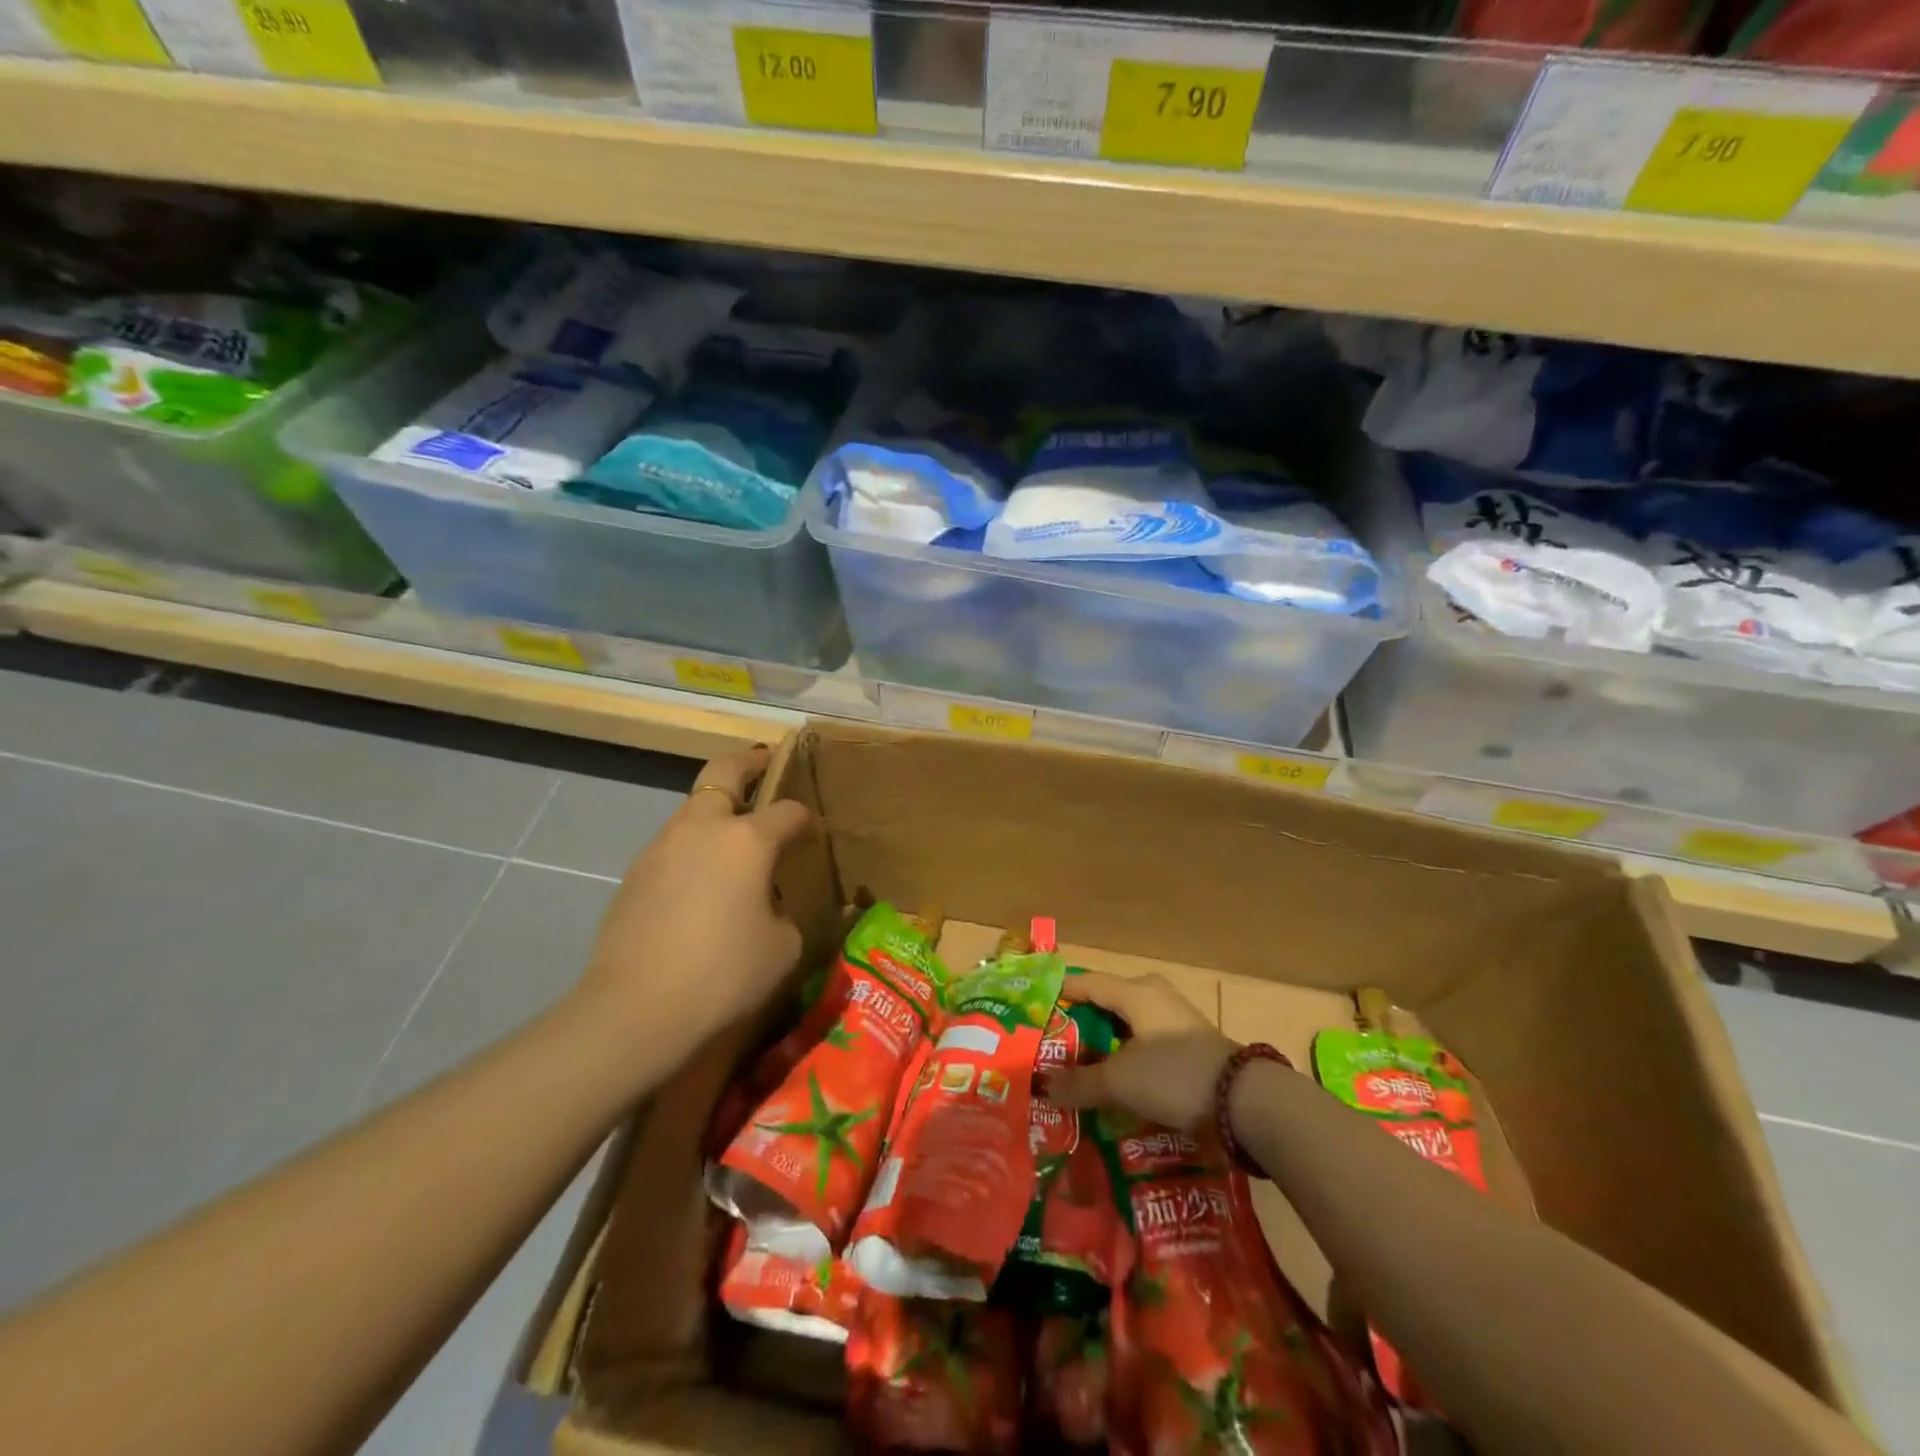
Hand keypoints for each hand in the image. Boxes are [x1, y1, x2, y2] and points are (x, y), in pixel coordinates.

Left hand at [572, 746, 816, 1053]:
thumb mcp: (783, 946)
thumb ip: (784, 912)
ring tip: (735, 843)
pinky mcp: (634, 875)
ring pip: (693, 809)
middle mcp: (702, 828)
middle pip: (724, 771)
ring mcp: (661, 848)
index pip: (788, 811)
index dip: (805, 819)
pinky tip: (702, 888)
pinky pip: (673, 847)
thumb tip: (769, 905)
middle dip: (749, 762)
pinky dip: (693, 851)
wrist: (635, 1010)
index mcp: (747, 839)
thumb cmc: (724, 973)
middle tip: (766, 763)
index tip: (812, 832)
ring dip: (717, 812)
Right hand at [1045, 971, 1237, 1130]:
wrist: (1243, 1100)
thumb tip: (1044, 1086)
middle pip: (1110, 999)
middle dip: (1084, 1017)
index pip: (1088, 982)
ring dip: (1108, 1037)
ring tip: (1083, 1059)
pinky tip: (1120, 1073)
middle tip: (1058, 1037)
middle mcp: (1155, 995)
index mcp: (1135, 992)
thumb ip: (1080, 1083)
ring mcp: (1177, 1018)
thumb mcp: (1119, 1081)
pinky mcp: (1191, 1042)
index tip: (1037, 1002)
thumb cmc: (1172, 1075)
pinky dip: (1129, 1051)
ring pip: (1131, 1020)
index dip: (1062, 991)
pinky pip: (1148, 1038)